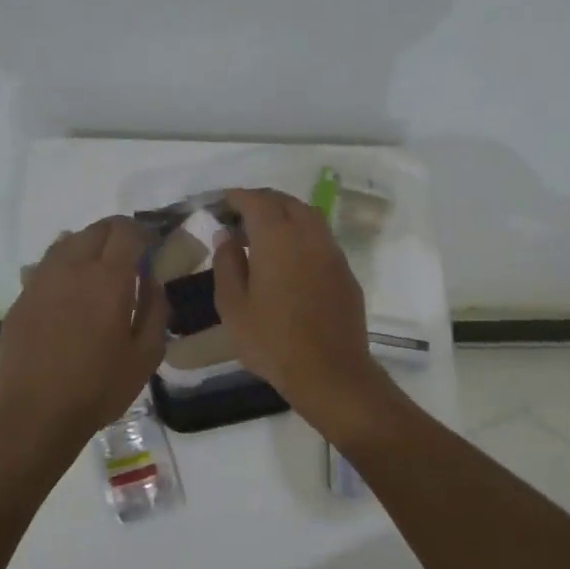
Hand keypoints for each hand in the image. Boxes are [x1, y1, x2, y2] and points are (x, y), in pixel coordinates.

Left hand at [0, 217, 168, 447]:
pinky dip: (65, 266)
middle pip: (96, 229)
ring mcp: (41, 280)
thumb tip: (154, 281)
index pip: (127, 232)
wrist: (33, 414)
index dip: (145, 233)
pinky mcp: (21, 297)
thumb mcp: (146, 355)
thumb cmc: (98, 388)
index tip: (155, 247)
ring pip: (68, 242)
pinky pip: (47, 266)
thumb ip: (156, 310)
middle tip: (132, 258)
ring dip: (90, 246)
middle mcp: (72, 267)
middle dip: (119, 234)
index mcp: (108, 278)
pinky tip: (71, 293)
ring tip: (101, 272)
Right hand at [212, 188, 392, 431]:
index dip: (239, 197)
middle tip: (242, 215)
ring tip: (265, 233)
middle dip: (263, 202)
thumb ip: (227, 264)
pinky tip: (290, 257)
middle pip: (286, 202)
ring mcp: (332, 252)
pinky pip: (322, 239)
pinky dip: (303, 235)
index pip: (257, 201)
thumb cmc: (272, 341)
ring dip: (286, 215)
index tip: (224, 201)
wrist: (329, 372)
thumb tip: (226, 236)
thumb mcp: (233, 307)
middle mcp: (308, 235)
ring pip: (309, 217)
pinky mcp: (345, 272)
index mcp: (277, 238)